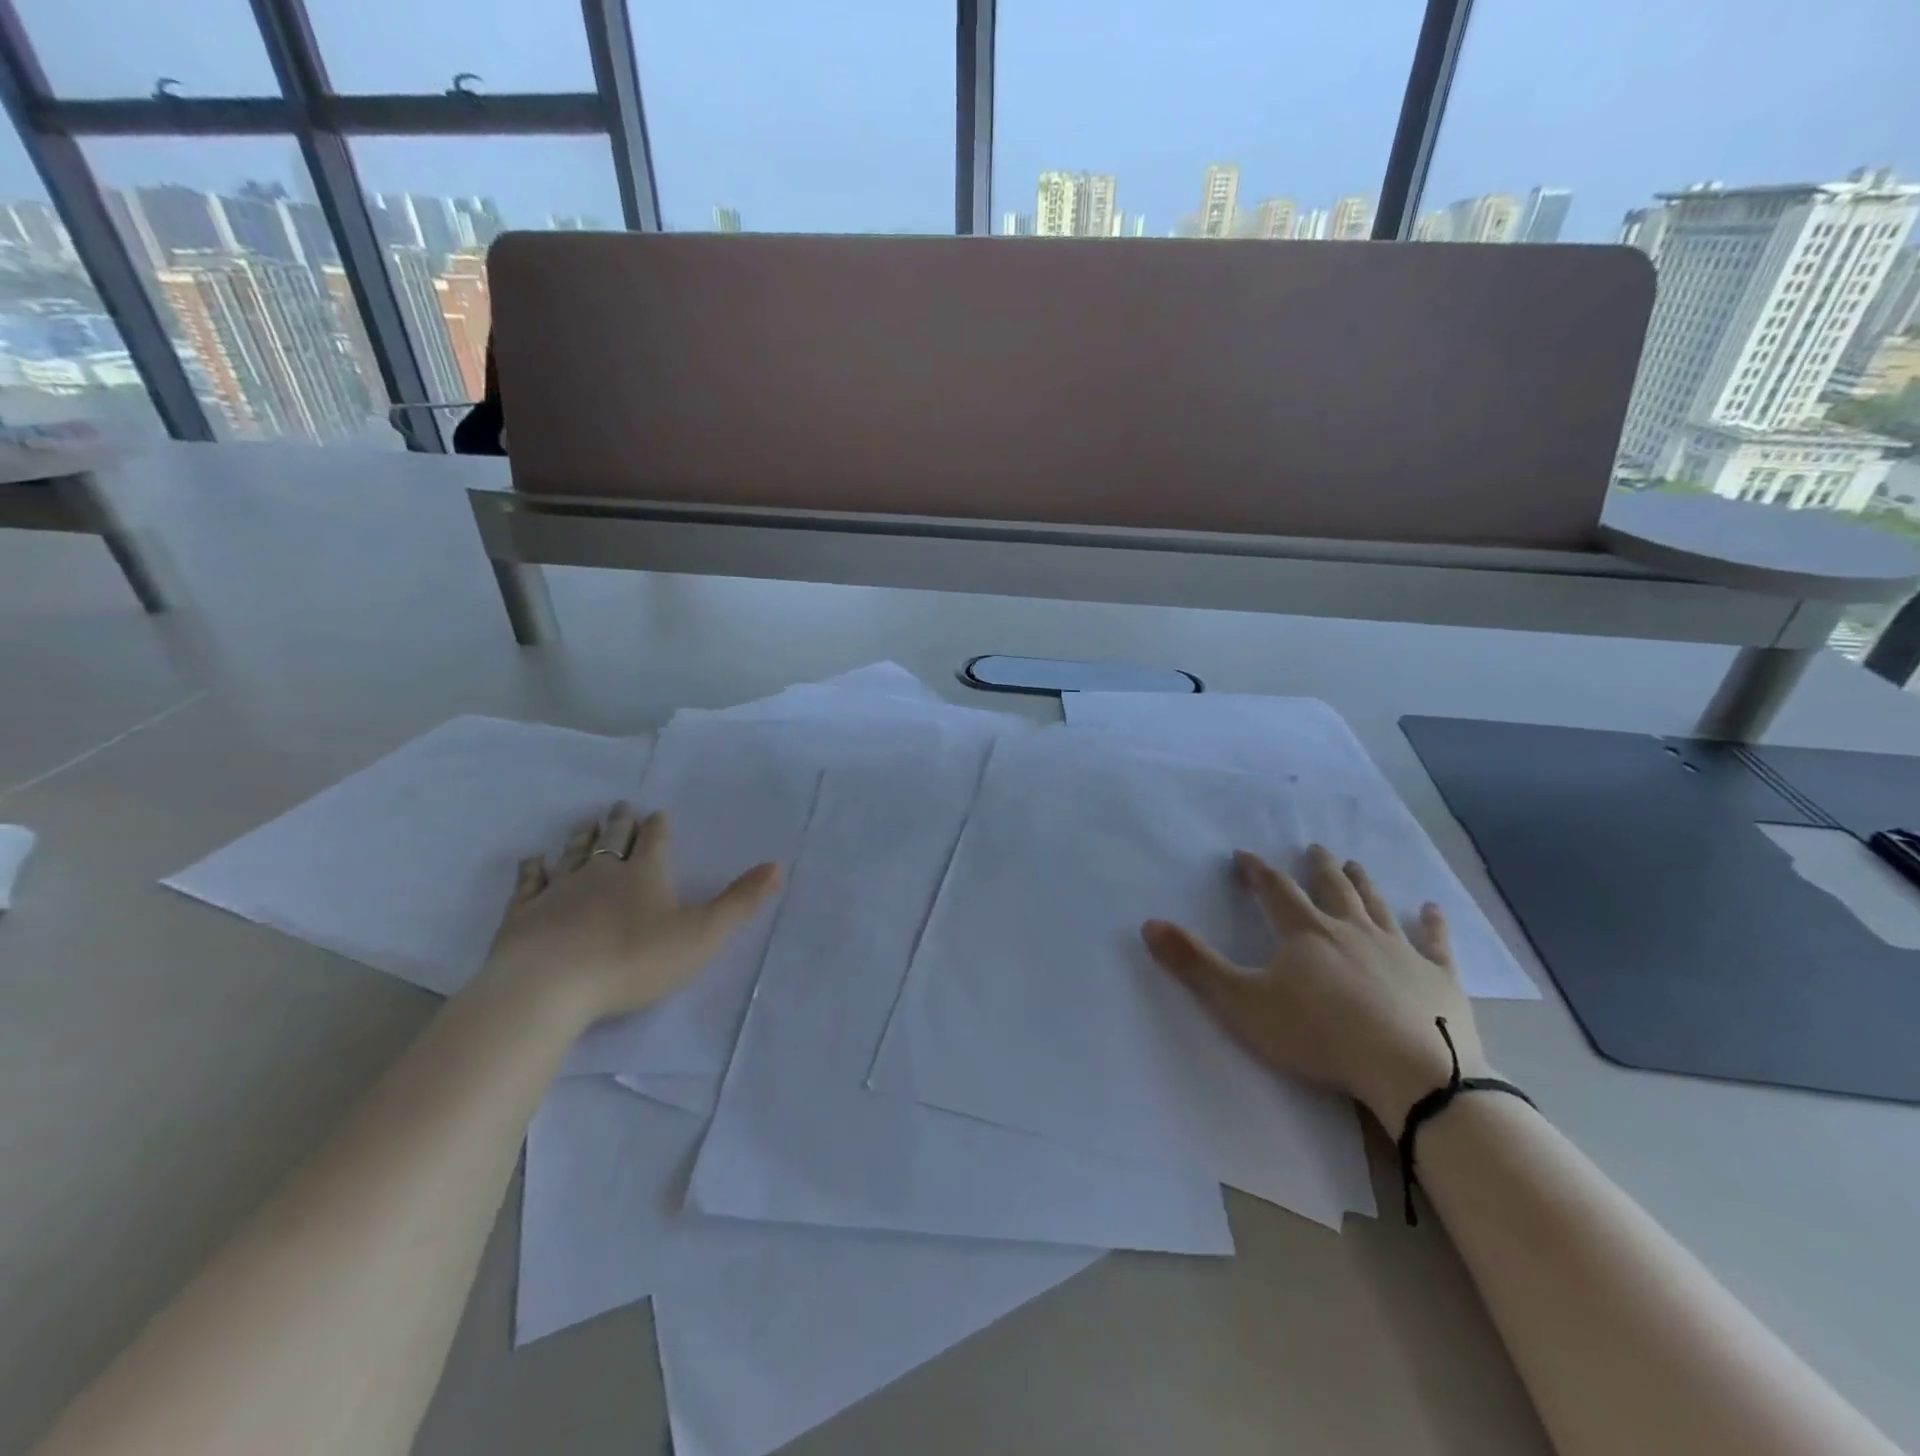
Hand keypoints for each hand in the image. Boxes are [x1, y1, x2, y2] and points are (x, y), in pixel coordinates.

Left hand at [481, 801, 780, 1025]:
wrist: (551, 986)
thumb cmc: (634, 959)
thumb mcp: (702, 934)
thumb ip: (740, 902)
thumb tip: (777, 865)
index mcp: (646, 875)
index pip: (655, 842)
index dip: (659, 828)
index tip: (658, 814)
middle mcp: (603, 873)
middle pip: (614, 840)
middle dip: (621, 823)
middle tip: (621, 806)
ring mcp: (560, 891)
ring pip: (574, 854)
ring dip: (583, 837)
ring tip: (588, 822)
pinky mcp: (524, 914)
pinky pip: (530, 883)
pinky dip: (533, 869)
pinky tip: (533, 861)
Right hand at [1143, 844, 1490, 1128]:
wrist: (1411, 1071)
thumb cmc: (1319, 1034)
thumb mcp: (1242, 1002)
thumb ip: (1195, 964)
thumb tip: (1150, 924)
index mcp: (1305, 932)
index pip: (1274, 889)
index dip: (1256, 870)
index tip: (1244, 855)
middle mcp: (1351, 929)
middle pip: (1332, 887)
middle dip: (1319, 866)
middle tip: (1314, 848)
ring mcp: (1399, 949)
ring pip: (1377, 905)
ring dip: (1364, 883)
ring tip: (1355, 865)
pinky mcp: (1439, 977)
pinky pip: (1436, 942)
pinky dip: (1432, 924)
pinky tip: (1432, 909)